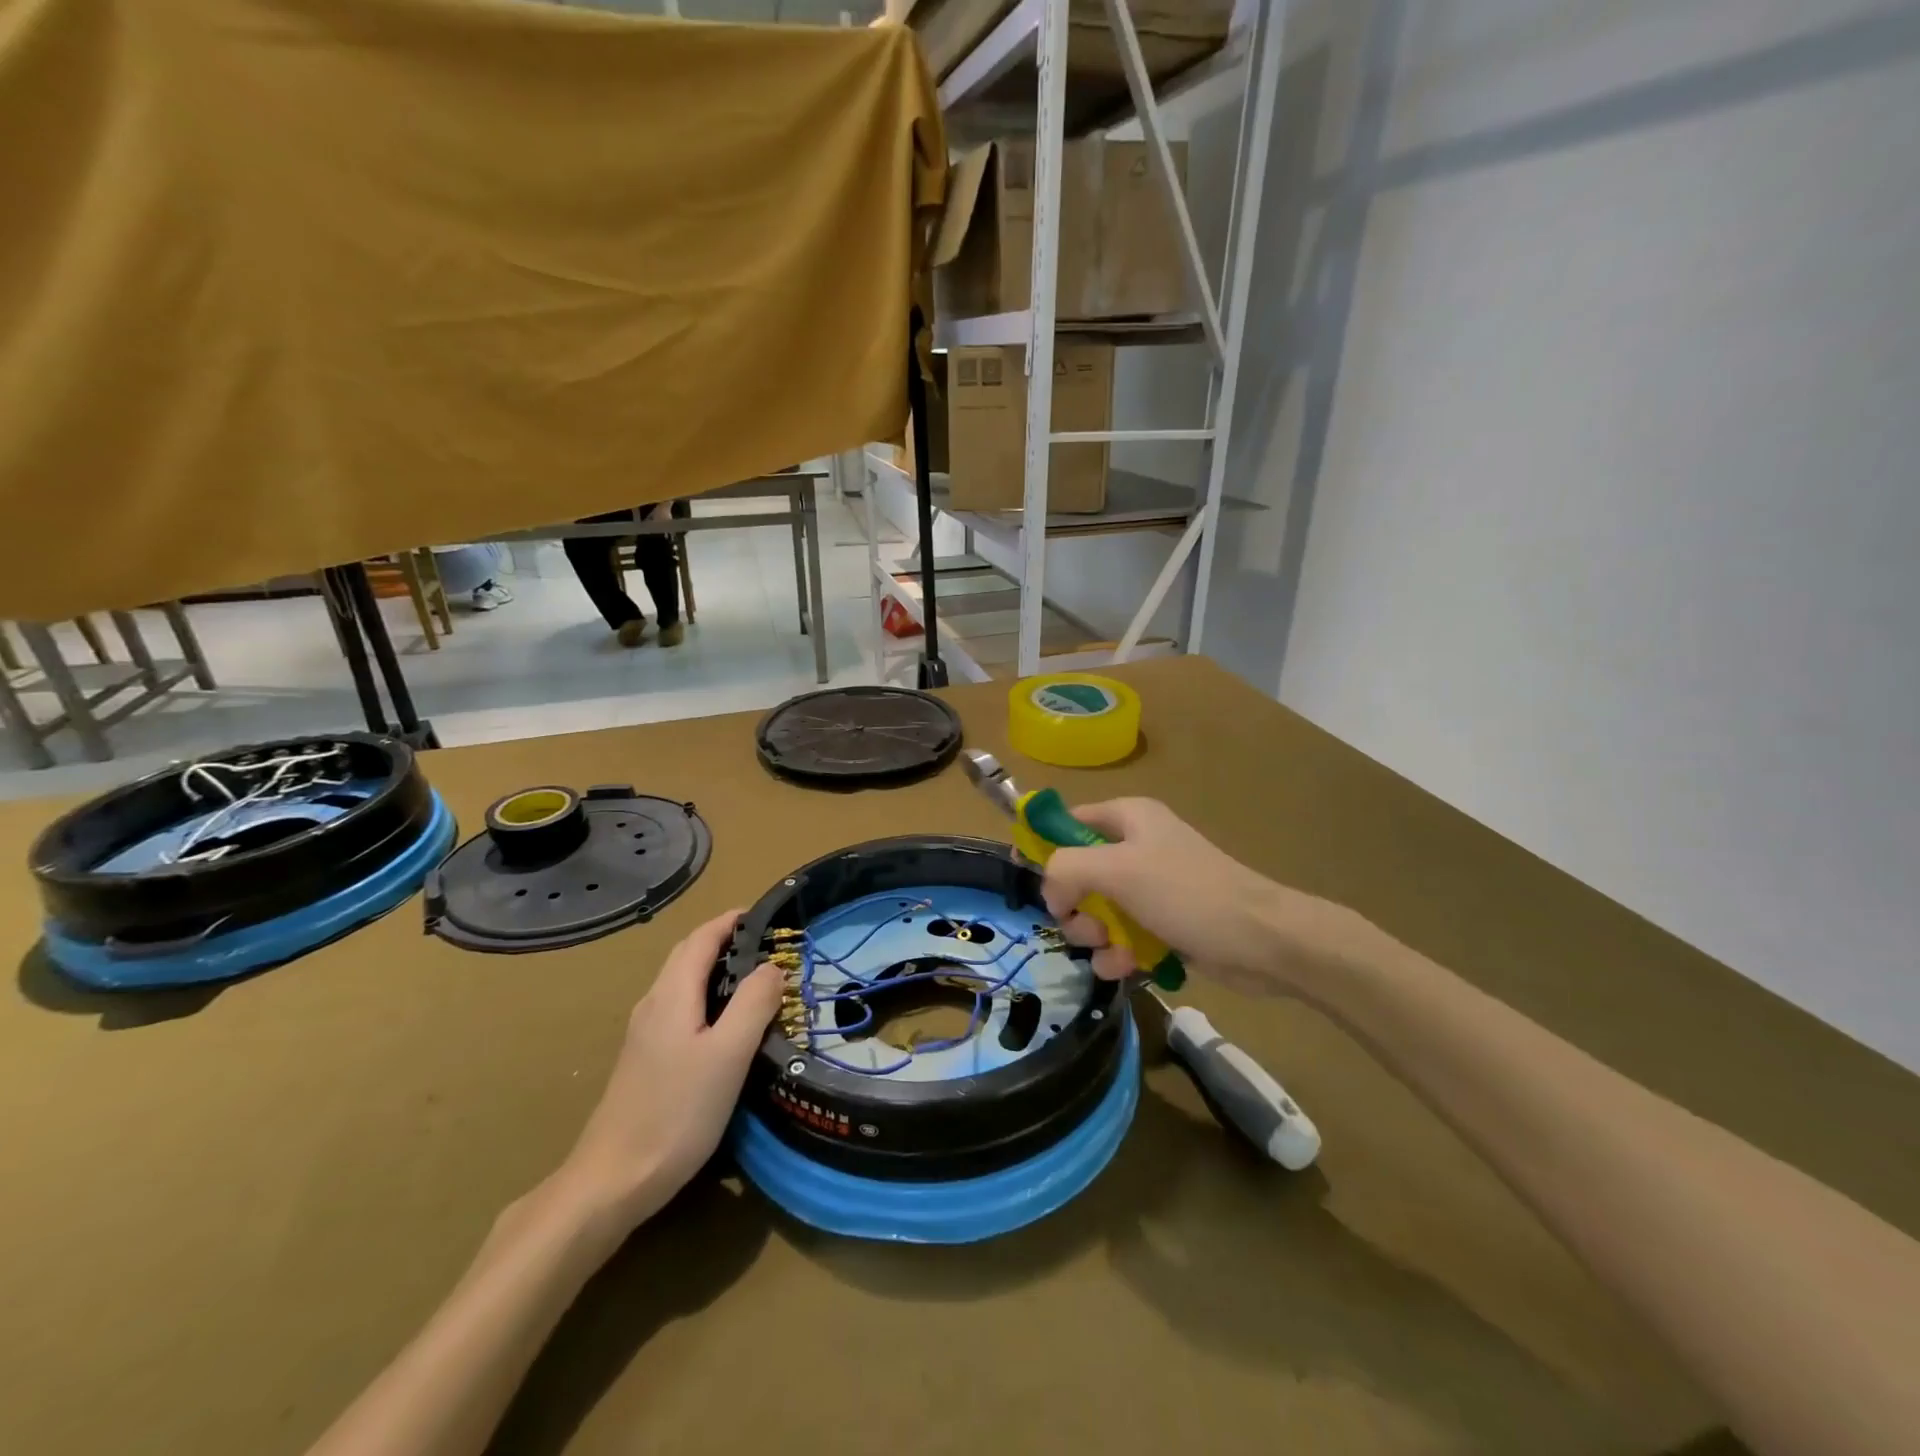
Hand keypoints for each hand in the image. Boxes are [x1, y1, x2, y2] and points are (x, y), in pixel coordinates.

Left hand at [553, 909, 780, 1227]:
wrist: (611, 1181)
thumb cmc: (676, 1112)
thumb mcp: (728, 1055)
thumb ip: (753, 1004)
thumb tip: (772, 966)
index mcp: (671, 995)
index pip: (701, 938)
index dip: (731, 920)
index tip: (766, 915)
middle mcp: (653, 1005)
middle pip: (687, 956)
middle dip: (724, 940)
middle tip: (768, 945)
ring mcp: (645, 1034)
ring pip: (682, 983)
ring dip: (715, 968)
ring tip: (754, 979)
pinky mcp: (645, 1060)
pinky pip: (679, 1008)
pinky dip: (707, 997)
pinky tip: (726, 1025)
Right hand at [1040, 799, 1358, 996]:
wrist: (1264, 941)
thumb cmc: (1188, 893)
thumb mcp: (1117, 870)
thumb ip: (1067, 868)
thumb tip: (1050, 890)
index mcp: (1129, 817)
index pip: (1069, 821)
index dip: (1045, 847)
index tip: (1031, 879)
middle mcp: (1138, 846)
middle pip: (1080, 872)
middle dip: (1075, 905)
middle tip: (1083, 926)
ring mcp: (1153, 886)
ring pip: (1099, 909)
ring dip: (1094, 935)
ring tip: (1110, 951)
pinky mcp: (1166, 921)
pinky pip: (1124, 934)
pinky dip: (1118, 952)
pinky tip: (1123, 968)